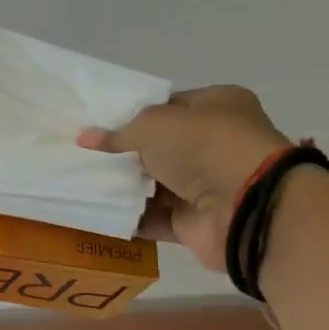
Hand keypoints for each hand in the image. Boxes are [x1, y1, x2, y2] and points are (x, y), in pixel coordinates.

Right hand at [77, 86, 289, 271]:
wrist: (246, 206)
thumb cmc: (204, 145)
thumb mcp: (153, 124)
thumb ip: (118, 133)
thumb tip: (85, 138)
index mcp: (218, 106)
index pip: (170, 106)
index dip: (135, 114)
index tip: (99, 124)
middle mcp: (216, 144)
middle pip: (161, 147)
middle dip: (126, 153)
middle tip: (85, 155)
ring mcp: (208, 185)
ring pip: (156, 184)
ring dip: (125, 186)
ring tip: (82, 183)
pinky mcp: (197, 223)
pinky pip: (156, 219)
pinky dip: (131, 218)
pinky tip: (98, 212)